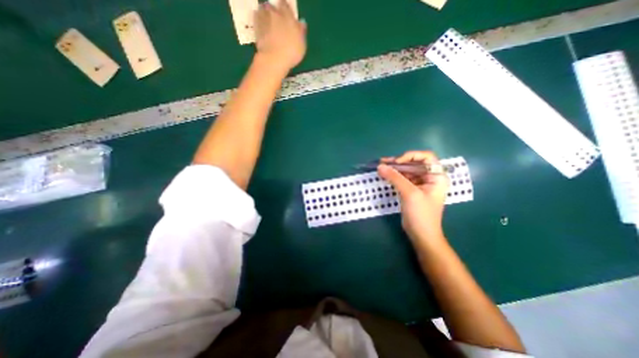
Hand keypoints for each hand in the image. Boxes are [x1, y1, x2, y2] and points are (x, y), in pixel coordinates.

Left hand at [253, 1, 304, 71]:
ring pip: (263, 10)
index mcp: (287, 16)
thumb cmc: (291, 52)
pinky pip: (256, 19)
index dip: (285, 8)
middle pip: (272, 6)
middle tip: (276, 18)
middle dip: (274, 11)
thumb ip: (301, 32)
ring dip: (265, 14)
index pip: (285, 5)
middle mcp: (275, 14)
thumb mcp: (302, 44)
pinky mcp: (256, 28)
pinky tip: (262, 26)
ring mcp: (264, 19)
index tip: (286, 12)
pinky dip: (258, 20)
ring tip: (268, 22)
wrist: (274, 59)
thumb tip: (301, 23)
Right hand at [378, 151, 447, 245]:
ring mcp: (420, 184)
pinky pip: (403, 178)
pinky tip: (385, 174)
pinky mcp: (412, 190)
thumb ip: (395, 178)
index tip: (396, 162)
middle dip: (399, 162)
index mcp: (437, 176)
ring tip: (380, 166)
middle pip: (414, 163)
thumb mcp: (409, 194)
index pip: (426, 157)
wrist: (421, 235)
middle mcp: (430, 177)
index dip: (411, 156)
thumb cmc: (421, 214)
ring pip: (407, 170)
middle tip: (383, 162)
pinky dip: (394, 176)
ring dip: (394, 168)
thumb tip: (380, 166)